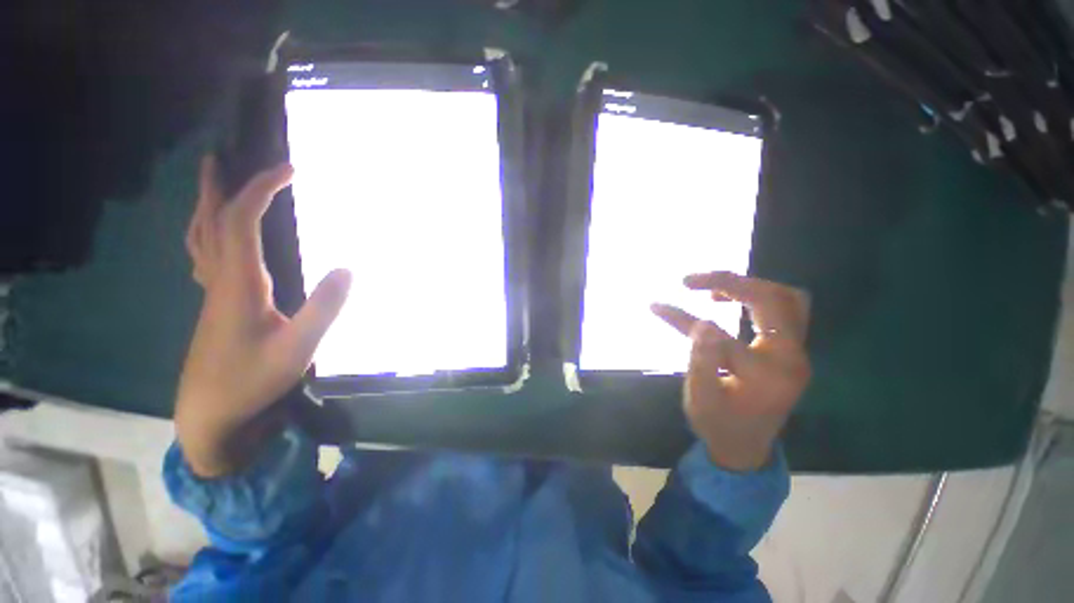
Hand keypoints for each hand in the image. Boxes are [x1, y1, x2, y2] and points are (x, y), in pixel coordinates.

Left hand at [175, 157, 350, 477]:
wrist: (210, 416)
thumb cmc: (252, 381)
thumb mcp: (299, 348)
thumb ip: (324, 307)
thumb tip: (348, 268)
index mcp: (238, 284)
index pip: (243, 220)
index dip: (262, 189)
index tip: (289, 170)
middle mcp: (219, 280)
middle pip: (210, 221)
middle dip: (218, 186)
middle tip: (220, 157)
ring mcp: (211, 295)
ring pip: (199, 238)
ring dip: (204, 206)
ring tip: (212, 186)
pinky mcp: (213, 308)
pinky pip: (203, 257)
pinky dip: (205, 234)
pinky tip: (214, 238)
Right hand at [652, 272, 810, 471]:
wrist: (747, 446)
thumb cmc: (719, 425)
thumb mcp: (700, 400)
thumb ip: (701, 362)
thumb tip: (702, 324)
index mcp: (765, 375)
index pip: (721, 335)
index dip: (683, 318)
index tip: (656, 306)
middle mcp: (790, 358)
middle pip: (772, 299)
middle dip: (728, 282)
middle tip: (690, 281)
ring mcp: (796, 352)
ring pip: (787, 298)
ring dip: (748, 285)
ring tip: (713, 289)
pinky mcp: (791, 349)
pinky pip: (786, 308)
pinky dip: (758, 295)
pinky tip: (729, 300)